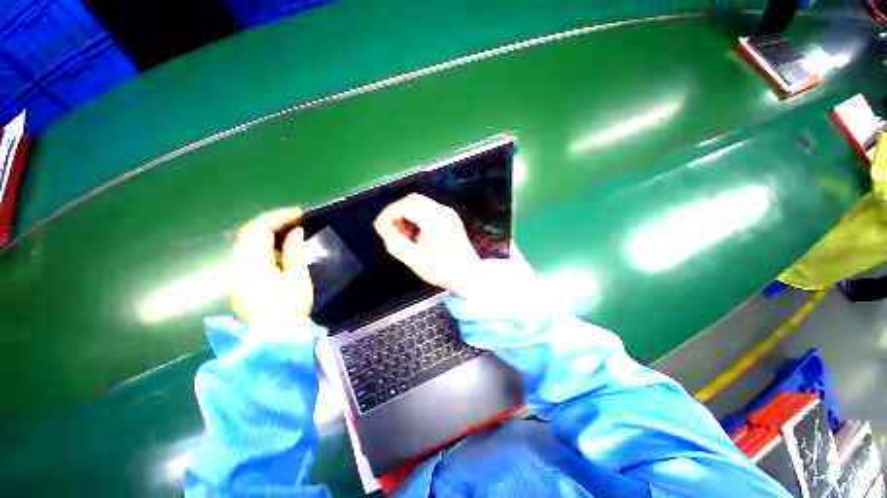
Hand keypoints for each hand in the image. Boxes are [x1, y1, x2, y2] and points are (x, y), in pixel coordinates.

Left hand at [231, 207, 312, 328]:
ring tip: (288, 230)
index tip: (299, 213)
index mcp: (255, 269)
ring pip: (244, 243)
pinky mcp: (238, 282)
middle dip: (270, 220)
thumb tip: (295, 232)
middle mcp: (239, 269)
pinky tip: (278, 249)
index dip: (278, 217)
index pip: (259, 232)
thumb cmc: (290, 314)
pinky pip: (246, 254)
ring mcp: (236, 276)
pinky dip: (261, 244)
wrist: (271, 342)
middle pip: (246, 234)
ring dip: (265, 231)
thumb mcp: (298, 283)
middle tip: (294, 218)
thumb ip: (294, 254)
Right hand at [374, 194, 484, 297]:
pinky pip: (429, 212)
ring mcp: (449, 214)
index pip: (406, 204)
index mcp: (435, 218)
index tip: (380, 227)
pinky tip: (414, 234)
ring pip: (421, 205)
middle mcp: (443, 211)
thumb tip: (383, 229)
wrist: (469, 276)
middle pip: (413, 200)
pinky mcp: (451, 220)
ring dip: (407, 216)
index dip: (389, 213)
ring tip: (401, 234)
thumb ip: (394, 242)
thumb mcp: (413, 258)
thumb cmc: (442, 269)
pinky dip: (417, 219)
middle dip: (397, 213)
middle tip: (390, 230)